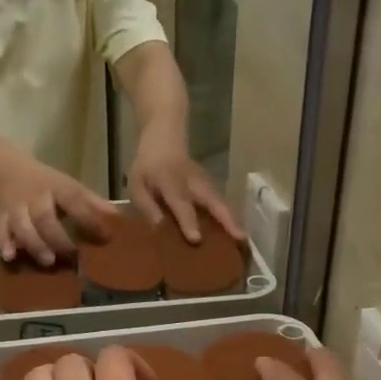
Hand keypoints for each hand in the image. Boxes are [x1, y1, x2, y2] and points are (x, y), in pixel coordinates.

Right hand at [0, 159, 113, 266]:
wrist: (8, 171)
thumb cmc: (47, 185)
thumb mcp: (70, 187)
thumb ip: (91, 203)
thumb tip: (119, 218)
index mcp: (57, 187)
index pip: (75, 200)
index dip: (90, 218)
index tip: (105, 236)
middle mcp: (36, 197)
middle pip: (44, 216)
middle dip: (57, 237)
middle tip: (71, 255)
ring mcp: (17, 207)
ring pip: (21, 225)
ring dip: (34, 244)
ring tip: (48, 261)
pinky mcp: (1, 216)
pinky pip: (0, 229)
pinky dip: (4, 243)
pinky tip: (10, 257)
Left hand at [126, 131, 242, 245]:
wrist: (165, 139)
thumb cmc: (147, 167)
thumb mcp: (137, 185)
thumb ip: (147, 207)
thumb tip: (160, 229)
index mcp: (170, 181)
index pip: (181, 203)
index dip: (188, 221)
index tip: (197, 240)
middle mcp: (192, 182)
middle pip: (213, 200)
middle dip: (227, 219)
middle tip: (241, 239)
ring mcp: (205, 182)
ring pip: (221, 202)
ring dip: (233, 219)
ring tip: (243, 239)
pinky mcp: (211, 185)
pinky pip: (221, 203)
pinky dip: (229, 217)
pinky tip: (236, 233)